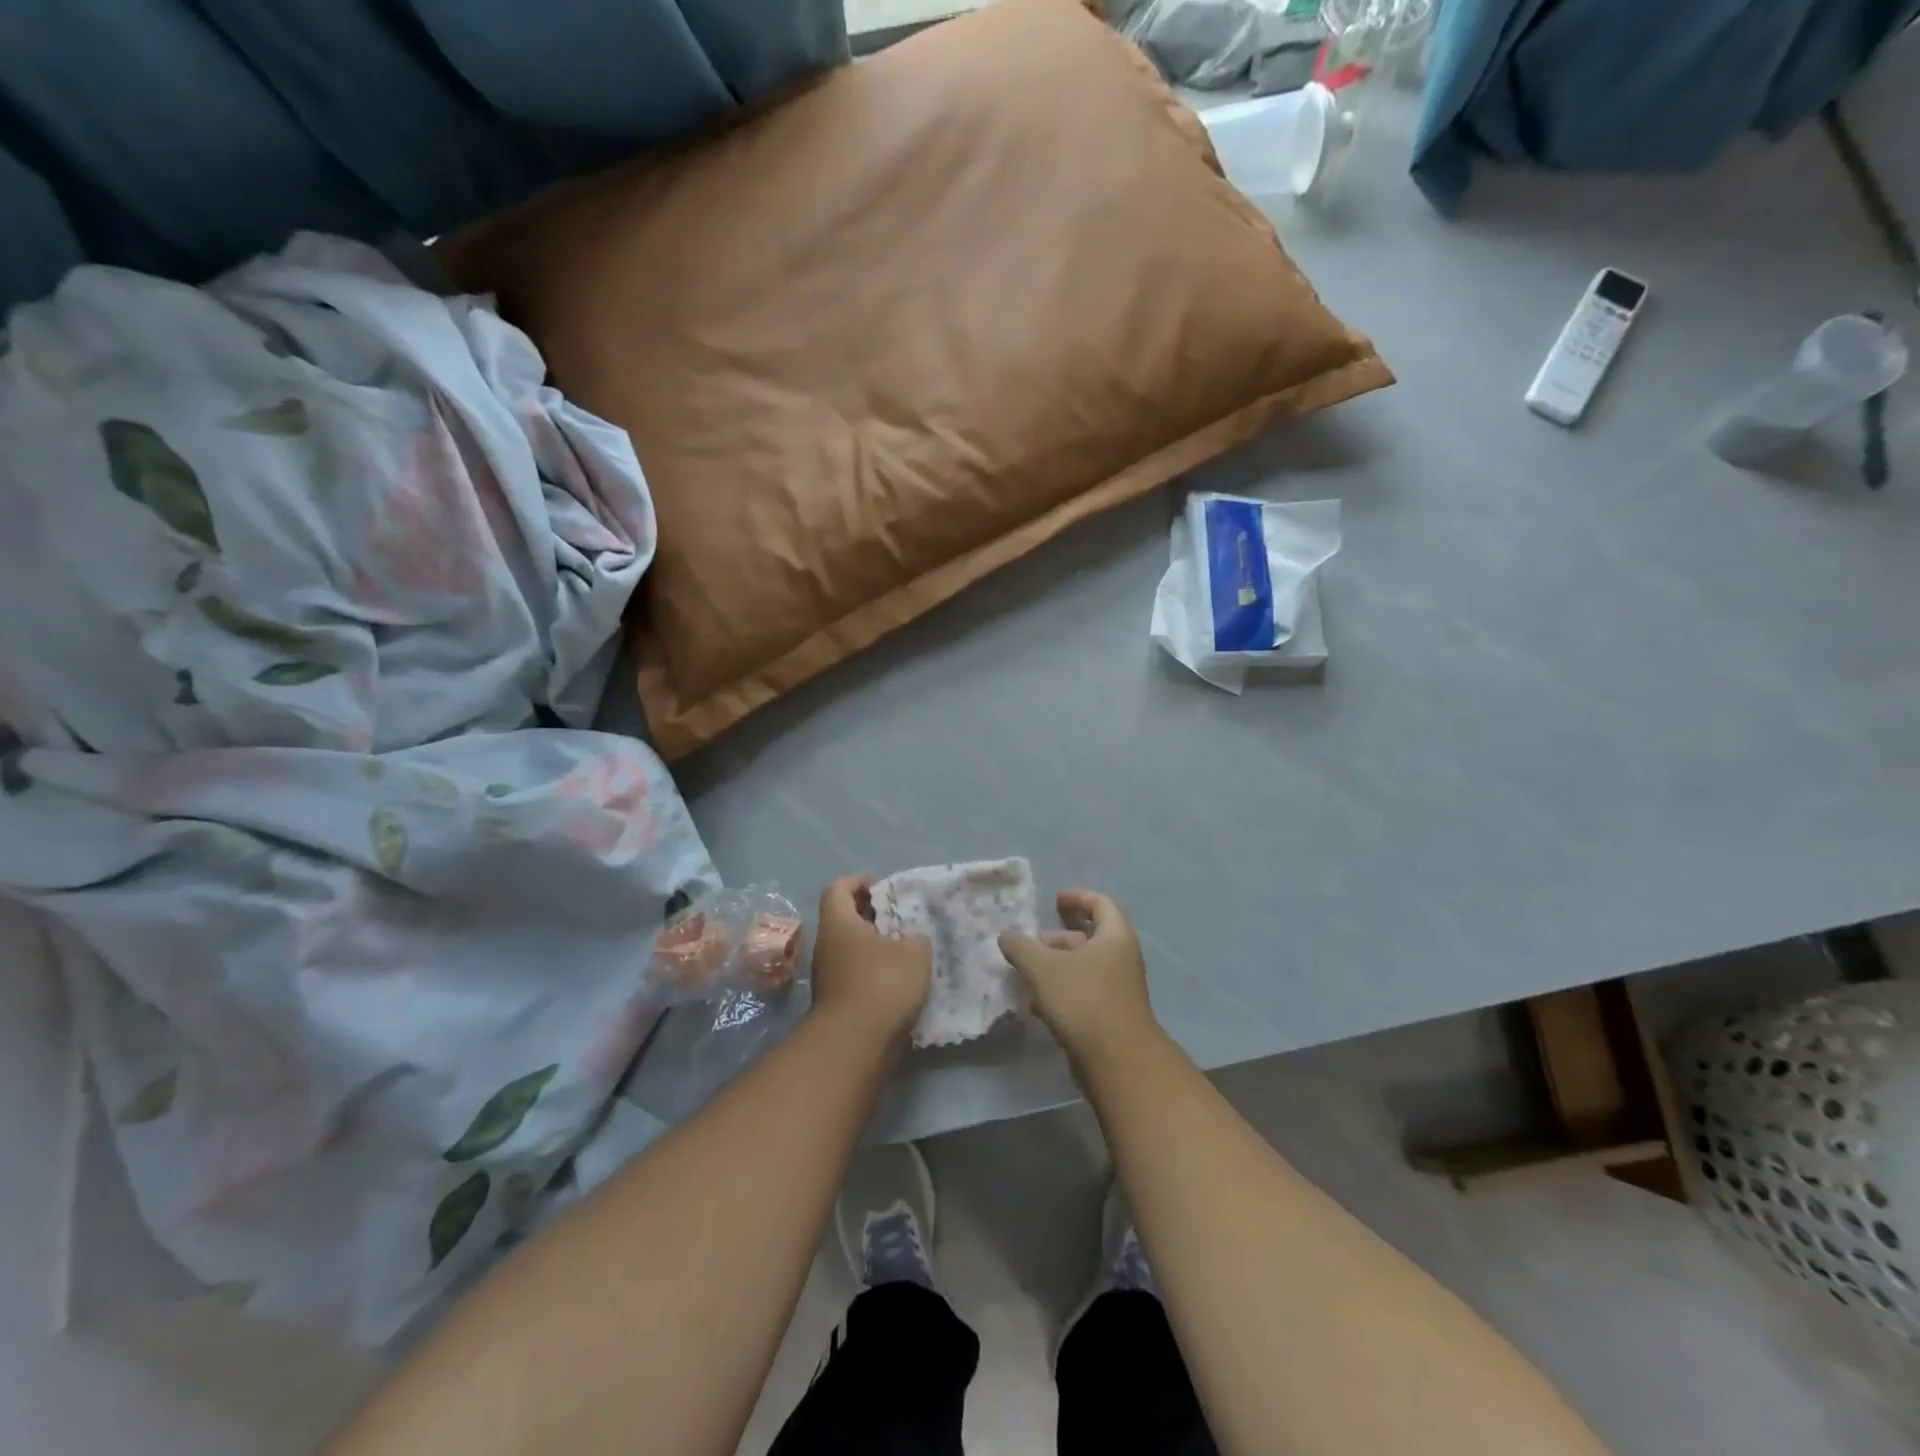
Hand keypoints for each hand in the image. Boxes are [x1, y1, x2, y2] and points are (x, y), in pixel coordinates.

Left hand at [810, 874, 931, 1043]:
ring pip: (850, 949)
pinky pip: (855, 975)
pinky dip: (874, 972)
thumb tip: (910, 939)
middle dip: (870, 914)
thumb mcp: (915, 951)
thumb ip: (916, 937)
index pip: (838, 888)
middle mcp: (826, 946)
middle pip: (844, 919)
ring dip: (874, 946)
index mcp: (838, 923)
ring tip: (906, 948)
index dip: (858, 881)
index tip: (881, 885)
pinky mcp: (837, 1003)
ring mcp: (828, 977)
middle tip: (900, 917)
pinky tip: (900, 980)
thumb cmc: (882, 983)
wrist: (856, 1044)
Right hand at [1000, 890, 1160, 1066]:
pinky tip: (1037, 1006)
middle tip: (1033, 944)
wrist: (1118, 1061)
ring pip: (1085, 967)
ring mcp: (1119, 989)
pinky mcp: (1111, 1015)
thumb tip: (1007, 936)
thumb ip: (1022, 947)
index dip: (1078, 897)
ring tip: (1027, 975)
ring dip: (1057, 966)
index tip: (1055, 901)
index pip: (1102, 904)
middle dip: (1059, 938)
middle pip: (1091, 937)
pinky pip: (1084, 992)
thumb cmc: (1084, 1000)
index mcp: (1115, 937)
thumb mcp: (1044, 968)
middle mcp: (1122, 958)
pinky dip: (1062, 991)